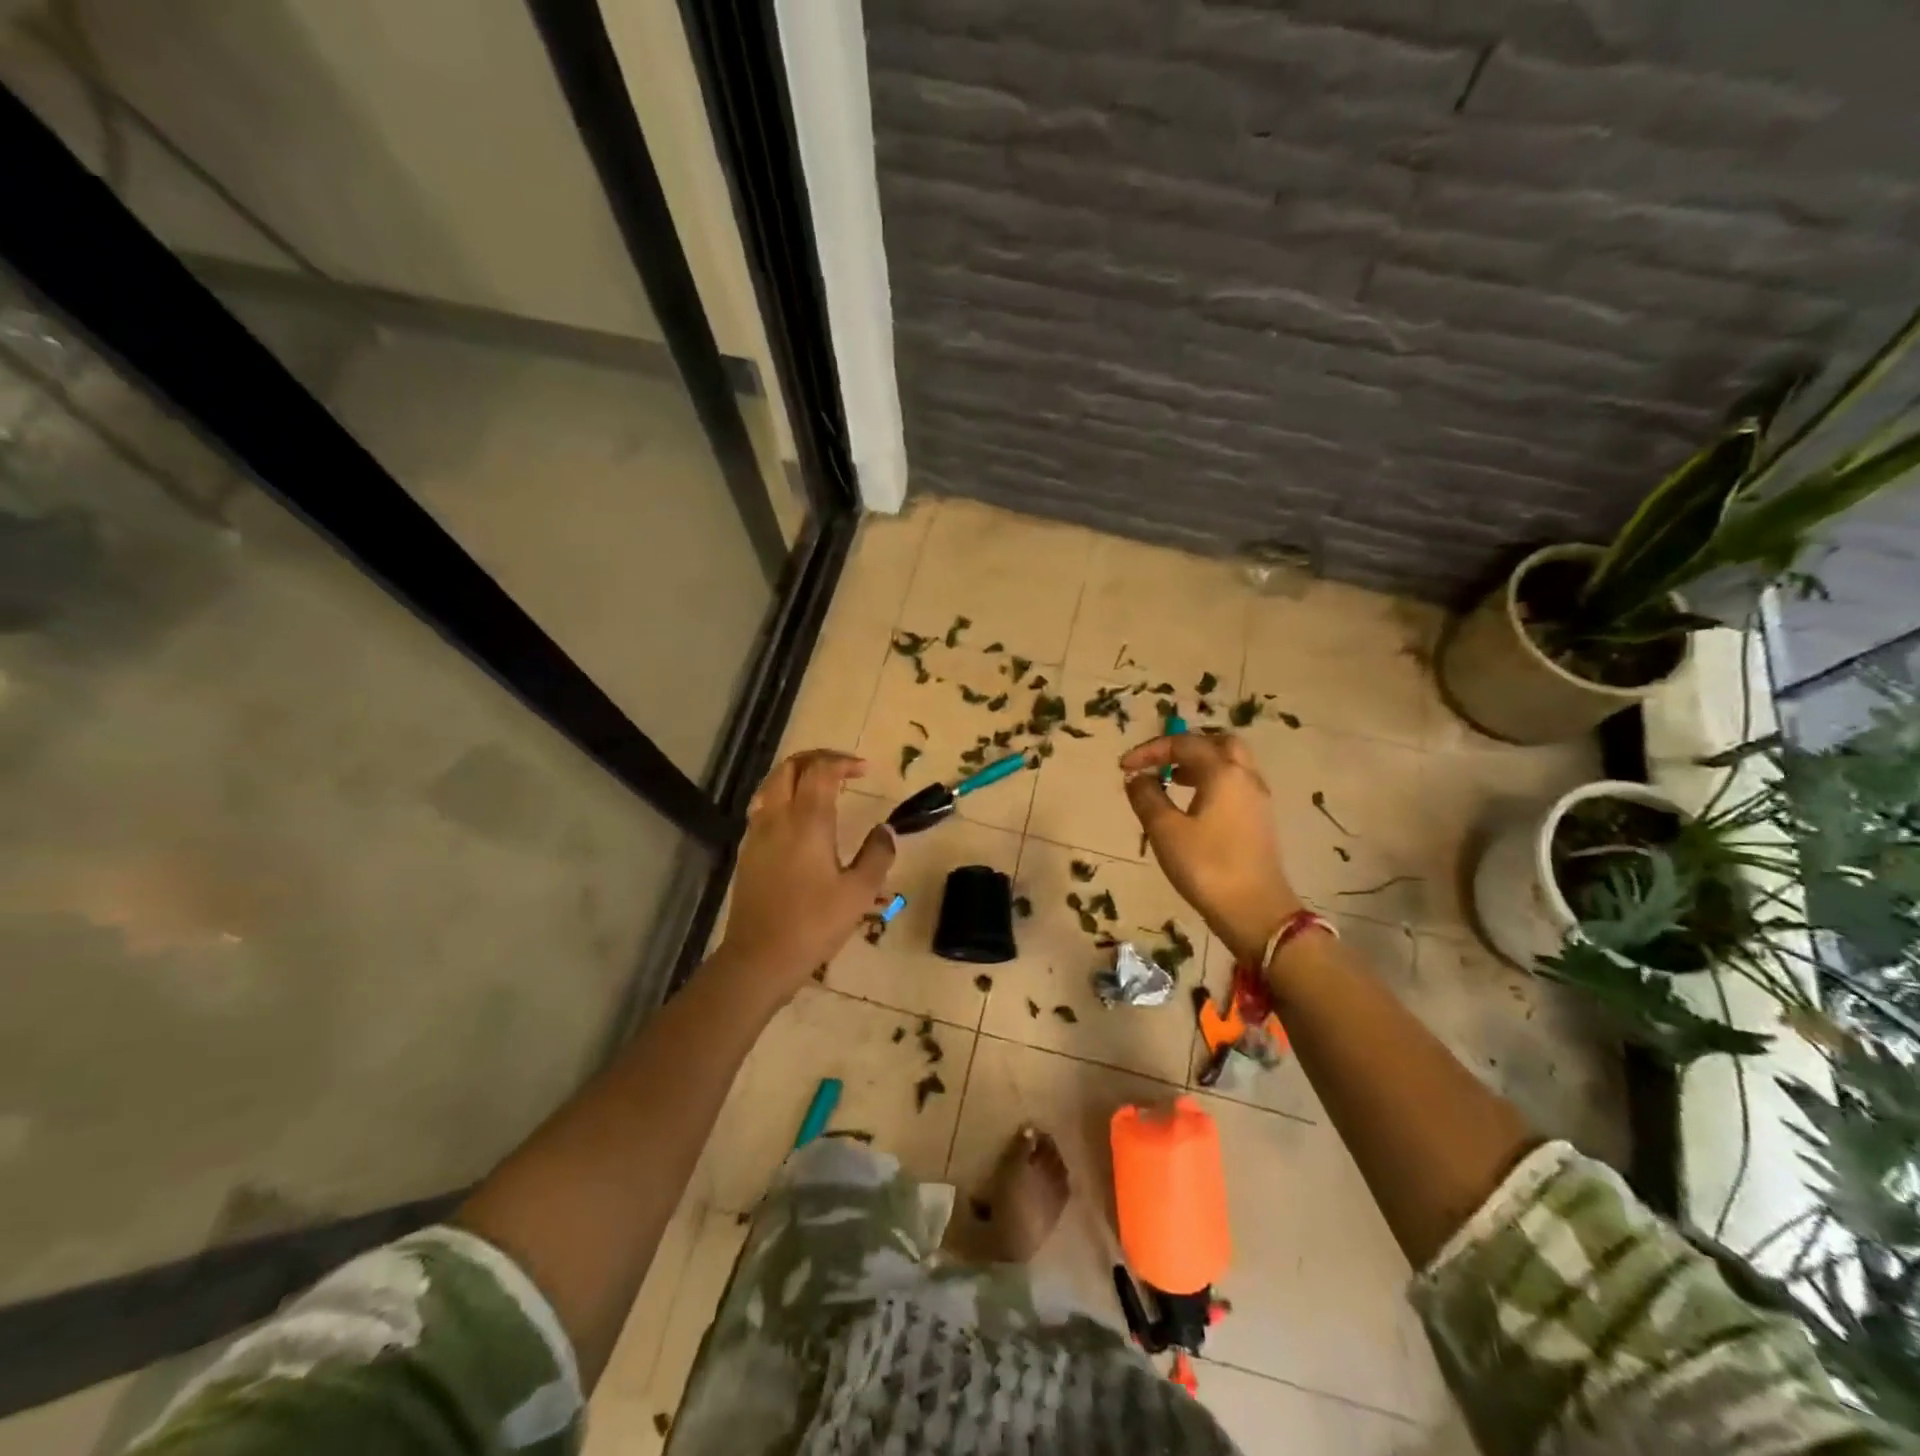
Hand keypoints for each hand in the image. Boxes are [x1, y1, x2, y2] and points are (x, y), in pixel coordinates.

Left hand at [720, 750, 895, 994]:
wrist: (759, 958)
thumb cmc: (814, 924)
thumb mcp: (859, 892)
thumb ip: (877, 855)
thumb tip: (885, 830)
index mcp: (807, 821)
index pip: (821, 770)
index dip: (843, 762)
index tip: (865, 770)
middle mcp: (777, 817)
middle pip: (790, 767)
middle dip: (817, 759)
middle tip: (843, 768)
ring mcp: (756, 833)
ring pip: (771, 784)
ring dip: (797, 774)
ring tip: (821, 786)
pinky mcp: (747, 852)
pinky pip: (763, 806)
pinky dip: (782, 796)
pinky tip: (798, 818)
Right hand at [1121, 732, 1300, 962]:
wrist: (1256, 912)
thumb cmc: (1206, 867)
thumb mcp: (1165, 831)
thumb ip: (1147, 797)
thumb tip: (1137, 777)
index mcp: (1223, 772)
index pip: (1184, 743)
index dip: (1150, 750)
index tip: (1124, 767)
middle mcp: (1245, 777)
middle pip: (1218, 743)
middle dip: (1185, 747)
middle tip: (1160, 762)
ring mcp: (1258, 800)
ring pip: (1230, 764)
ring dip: (1200, 764)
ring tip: (1171, 781)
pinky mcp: (1260, 821)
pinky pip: (1235, 785)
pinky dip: (1212, 782)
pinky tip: (1193, 805)